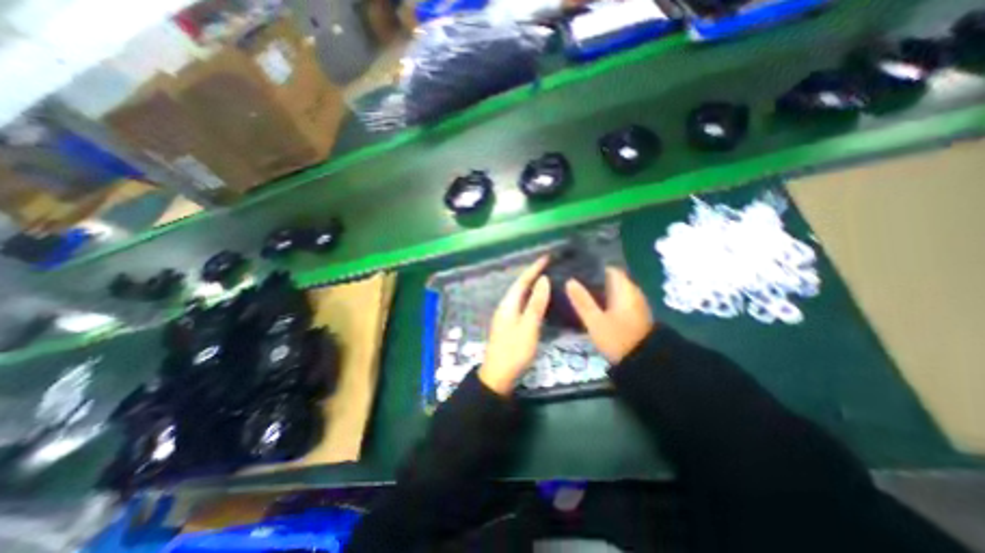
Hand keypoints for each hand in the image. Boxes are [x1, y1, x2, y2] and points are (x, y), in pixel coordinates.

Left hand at [480, 257, 552, 393]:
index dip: (534, 268)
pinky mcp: (509, 324)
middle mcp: (505, 306)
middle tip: (548, 265)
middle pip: (519, 285)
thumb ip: (536, 303)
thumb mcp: (528, 327)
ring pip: (519, 294)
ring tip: (545, 277)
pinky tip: (537, 300)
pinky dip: (530, 297)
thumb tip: (543, 280)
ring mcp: (505, 316)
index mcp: (508, 304)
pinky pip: (521, 304)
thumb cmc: (514, 351)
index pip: (522, 280)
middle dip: (533, 273)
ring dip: (531, 284)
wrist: (497, 376)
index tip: (547, 257)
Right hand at [561, 266, 652, 363]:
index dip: (592, 268)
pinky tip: (593, 305)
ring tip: (579, 292)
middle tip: (573, 281)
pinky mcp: (634, 314)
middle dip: (593, 280)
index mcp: (624, 289)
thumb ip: (582, 301)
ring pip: (614, 290)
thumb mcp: (595, 321)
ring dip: (599, 290)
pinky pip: (617, 299)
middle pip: (611, 279)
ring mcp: (634, 303)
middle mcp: (632, 292)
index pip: (608, 269)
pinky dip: (606, 299)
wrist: (643, 363)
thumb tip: (569, 281)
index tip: (576, 270)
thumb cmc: (618, 338)